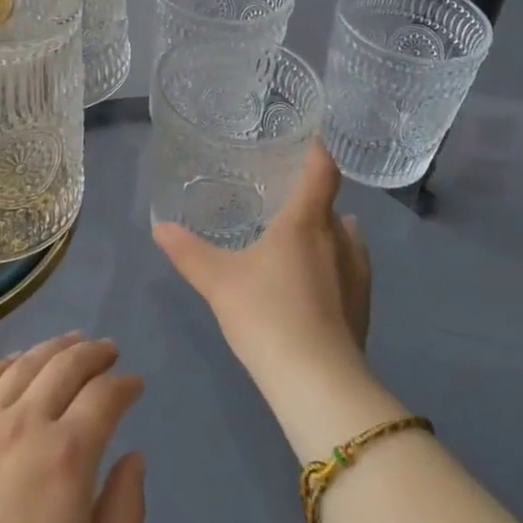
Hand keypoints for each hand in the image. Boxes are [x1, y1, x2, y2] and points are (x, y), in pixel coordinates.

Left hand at [0, 335, 147, 522]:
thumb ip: (125, 508)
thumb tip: (134, 456)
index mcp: (66, 455)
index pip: (105, 396)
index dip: (124, 384)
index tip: (134, 383)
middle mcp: (24, 423)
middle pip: (66, 365)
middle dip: (94, 353)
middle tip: (108, 349)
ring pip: (23, 365)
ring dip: (53, 348)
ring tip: (70, 343)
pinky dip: (5, 363)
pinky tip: (16, 362)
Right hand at [153, 142, 371, 393]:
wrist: (317, 381)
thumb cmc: (267, 313)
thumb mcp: (218, 281)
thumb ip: (189, 252)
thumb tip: (160, 227)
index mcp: (306, 223)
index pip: (321, 172)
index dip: (317, 152)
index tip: (308, 141)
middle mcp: (339, 241)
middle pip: (333, 207)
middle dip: (314, 198)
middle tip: (285, 198)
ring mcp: (357, 277)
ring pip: (347, 240)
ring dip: (329, 233)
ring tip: (301, 238)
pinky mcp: (362, 309)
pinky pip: (349, 272)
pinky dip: (334, 267)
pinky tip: (313, 284)